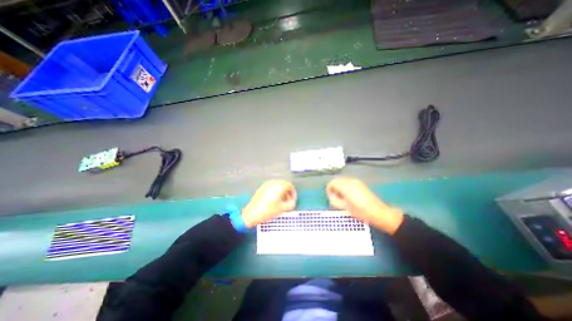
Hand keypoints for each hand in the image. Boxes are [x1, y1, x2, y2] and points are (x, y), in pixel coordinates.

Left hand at [240, 181, 296, 227]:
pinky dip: (276, 191)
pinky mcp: (262, 187)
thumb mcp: (283, 209)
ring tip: (282, 201)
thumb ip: (291, 204)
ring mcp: (267, 184)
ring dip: (282, 191)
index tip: (293, 200)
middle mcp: (273, 182)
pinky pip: (272, 187)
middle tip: (288, 200)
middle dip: (288, 192)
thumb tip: (292, 201)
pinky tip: (274, 200)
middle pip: (284, 184)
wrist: (252, 214)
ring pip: (278, 185)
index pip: (290, 186)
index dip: (293, 193)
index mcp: (279, 186)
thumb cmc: (267, 211)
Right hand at [329, 177, 403, 234]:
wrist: (378, 212)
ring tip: (343, 197)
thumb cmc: (360, 212)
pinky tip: (349, 195)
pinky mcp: (360, 183)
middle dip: (334, 188)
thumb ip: (335, 200)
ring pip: (342, 180)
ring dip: (339, 187)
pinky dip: (344, 186)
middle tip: (336, 198)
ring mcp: (356, 181)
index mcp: (346, 187)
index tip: (332, 198)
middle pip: (336, 180)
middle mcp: (350, 181)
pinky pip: (348, 182)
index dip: (329, 190)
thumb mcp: (345, 208)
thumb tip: (331, 196)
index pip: (332, 183)